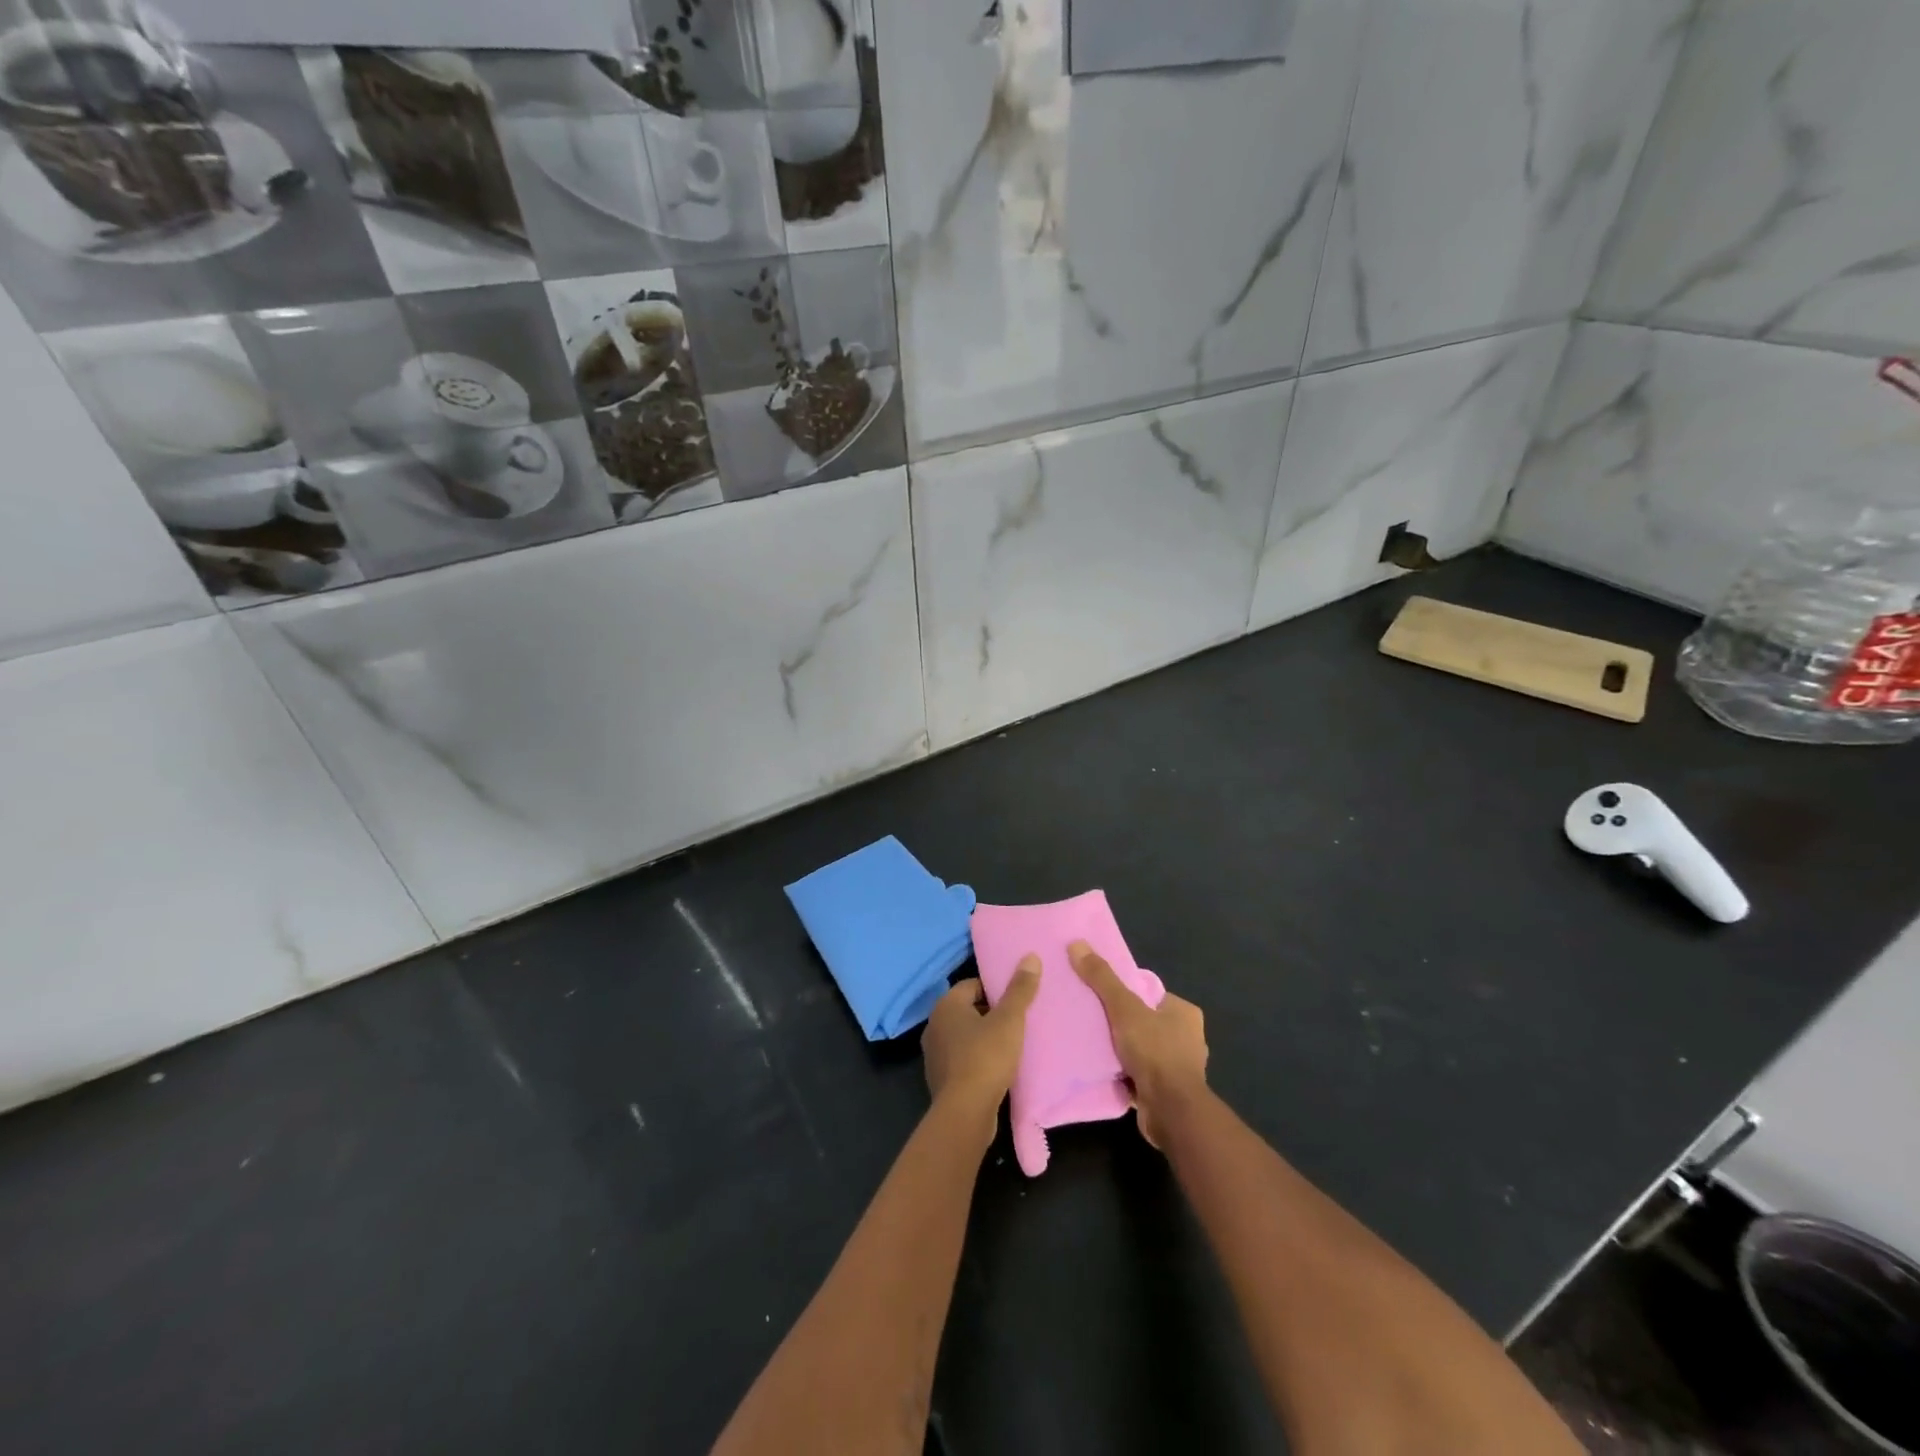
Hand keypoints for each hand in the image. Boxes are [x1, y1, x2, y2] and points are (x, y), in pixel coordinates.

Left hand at [922, 961, 1040, 1127]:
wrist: (965, 1112)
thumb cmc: (986, 1057)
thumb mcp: (1009, 1020)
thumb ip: (1020, 989)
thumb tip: (1030, 957)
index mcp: (946, 1005)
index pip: (972, 984)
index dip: (995, 989)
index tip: (1016, 999)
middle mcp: (935, 1025)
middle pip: (968, 1010)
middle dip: (991, 1013)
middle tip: (1018, 1020)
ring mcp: (935, 1054)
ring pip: (965, 1036)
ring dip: (984, 1038)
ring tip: (1012, 1044)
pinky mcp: (941, 1079)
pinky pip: (962, 1059)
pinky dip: (978, 1059)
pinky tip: (998, 1069)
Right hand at [1070, 940, 1208, 1146]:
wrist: (1171, 1111)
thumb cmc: (1154, 1051)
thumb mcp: (1124, 1008)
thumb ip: (1102, 978)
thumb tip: (1077, 943)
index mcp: (1184, 1012)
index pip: (1150, 994)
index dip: (1126, 994)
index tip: (1102, 998)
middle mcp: (1188, 1038)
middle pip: (1145, 1022)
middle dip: (1123, 1024)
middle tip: (1093, 1021)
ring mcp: (1180, 1067)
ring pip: (1143, 1049)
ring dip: (1123, 1051)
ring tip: (1094, 1045)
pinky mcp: (1168, 1092)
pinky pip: (1141, 1074)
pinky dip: (1125, 1072)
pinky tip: (1104, 1070)